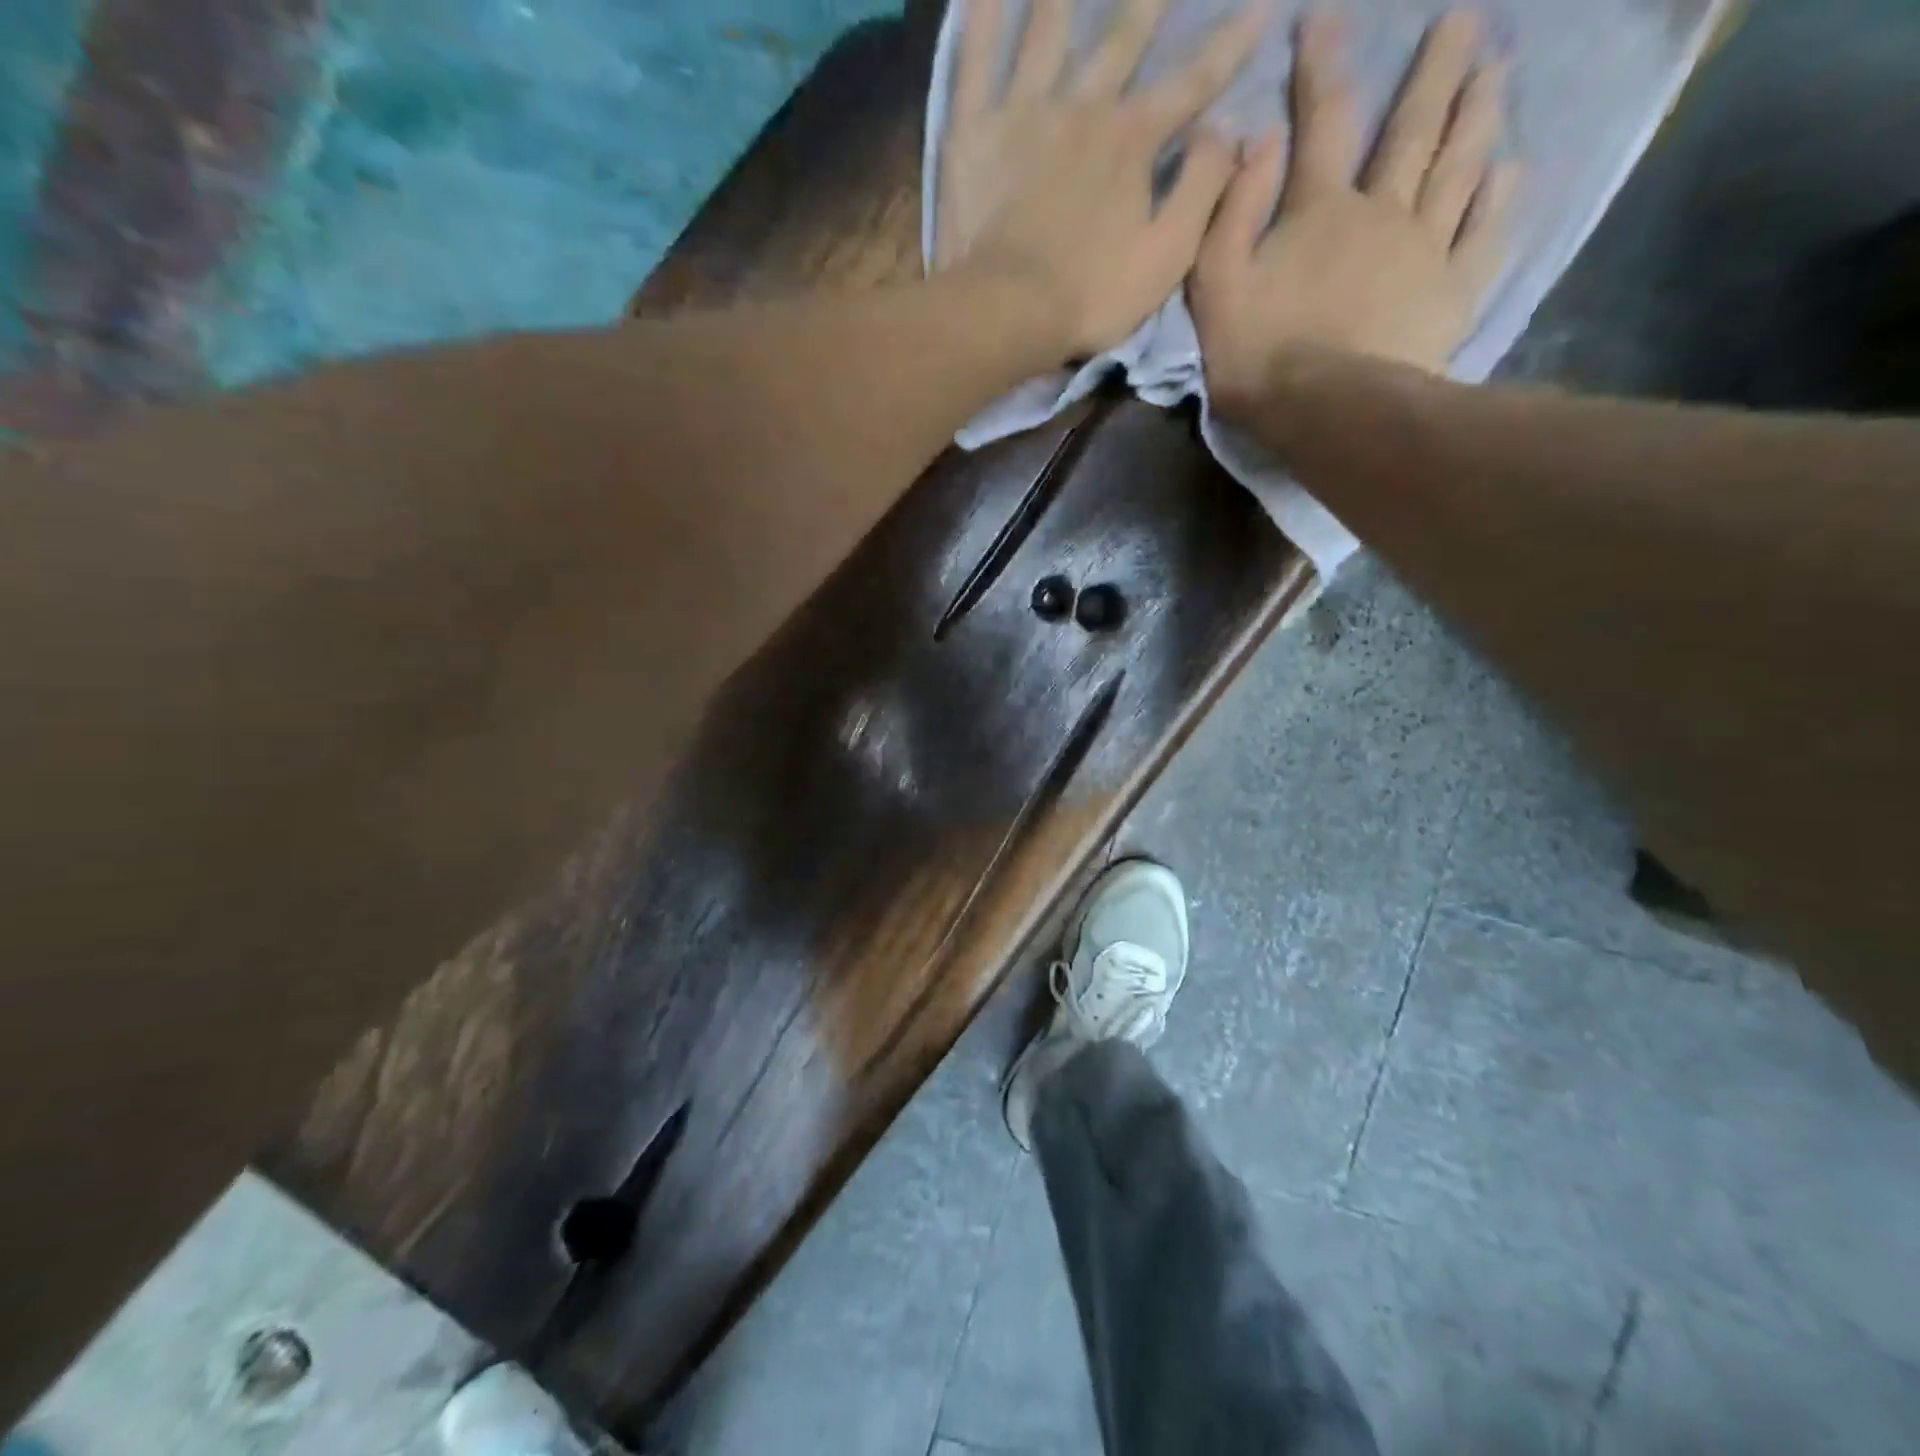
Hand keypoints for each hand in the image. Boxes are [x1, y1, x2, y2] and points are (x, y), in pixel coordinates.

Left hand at [935, 0, 1266, 357]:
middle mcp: (1083, 105)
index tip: (1263, 6)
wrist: (1008, 312)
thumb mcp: (1167, 256)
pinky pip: (974, 58)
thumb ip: (1203, 188)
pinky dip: (979, 16)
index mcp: (1133, 139)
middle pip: (1123, 34)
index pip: (1193, 81)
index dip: (1231, 44)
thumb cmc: (1091, 296)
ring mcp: (1023, 112)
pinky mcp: (973, 131)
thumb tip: (1229, 129)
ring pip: (1047, 26)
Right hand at [1191, 10, 1518, 411]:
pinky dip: (1497, 198)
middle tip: (1463, 18)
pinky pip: (1481, 234)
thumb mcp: (1216, 286)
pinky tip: (1509, 168)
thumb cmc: (1260, 354)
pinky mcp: (1452, 292)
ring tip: (1497, 67)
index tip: (1326, 16)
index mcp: (1320, 210)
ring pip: (1458, 168)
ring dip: (1478, 114)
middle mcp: (1382, 212)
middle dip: (1434, 70)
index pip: (1323, 121)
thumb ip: (1231, 213)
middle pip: (1412, 130)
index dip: (1322, 65)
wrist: (1326, 410)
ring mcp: (1425, 249)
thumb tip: (1255, 139)